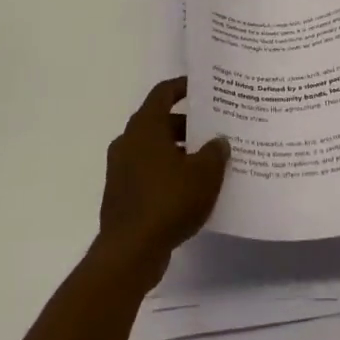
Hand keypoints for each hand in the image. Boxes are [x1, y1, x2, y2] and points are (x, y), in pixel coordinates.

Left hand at [98, 77, 230, 268]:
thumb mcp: (204, 174)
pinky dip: (168, 173)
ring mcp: (121, 169)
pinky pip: (149, 172)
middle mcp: (128, 142)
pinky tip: (191, 189)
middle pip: (160, 122)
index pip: (163, 93)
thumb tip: (218, 141)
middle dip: (187, 125)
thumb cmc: (168, 201)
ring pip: (154, 149)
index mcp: (145, 127)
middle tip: (215, 129)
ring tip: (208, 161)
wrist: (130, 252)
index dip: (183, 87)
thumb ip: (215, 152)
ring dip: (179, 151)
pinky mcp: (121, 194)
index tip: (203, 88)